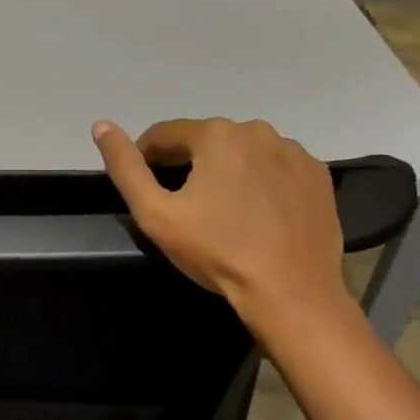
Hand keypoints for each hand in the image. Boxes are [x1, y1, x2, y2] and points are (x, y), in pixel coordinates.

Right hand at [93, 118, 352, 328]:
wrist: (292, 293)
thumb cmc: (217, 252)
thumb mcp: (156, 214)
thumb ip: (125, 167)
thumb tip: (101, 125)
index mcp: (216, 134)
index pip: (165, 134)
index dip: (148, 158)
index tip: (147, 189)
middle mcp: (257, 130)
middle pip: (206, 141)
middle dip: (189, 165)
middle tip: (185, 206)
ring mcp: (293, 151)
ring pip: (243, 152)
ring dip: (227, 171)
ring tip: (223, 212)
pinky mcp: (318, 175)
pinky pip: (276, 168)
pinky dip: (262, 181)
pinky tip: (258, 213)